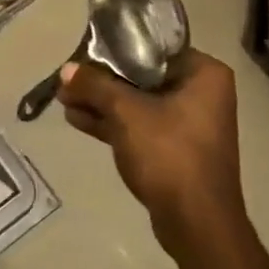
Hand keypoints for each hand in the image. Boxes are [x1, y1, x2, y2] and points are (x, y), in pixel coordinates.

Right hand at [56, 52, 245, 263]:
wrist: (196, 222)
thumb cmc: (169, 154)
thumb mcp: (126, 113)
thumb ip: (94, 86)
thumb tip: (65, 69)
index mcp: (204, 74)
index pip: (154, 46)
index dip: (115, 48)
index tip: (84, 50)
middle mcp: (201, 94)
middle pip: (142, 75)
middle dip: (102, 79)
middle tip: (67, 77)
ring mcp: (187, 123)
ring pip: (136, 102)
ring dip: (102, 101)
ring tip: (63, 98)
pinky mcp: (173, 149)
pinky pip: (138, 125)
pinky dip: (112, 122)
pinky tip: (76, 119)